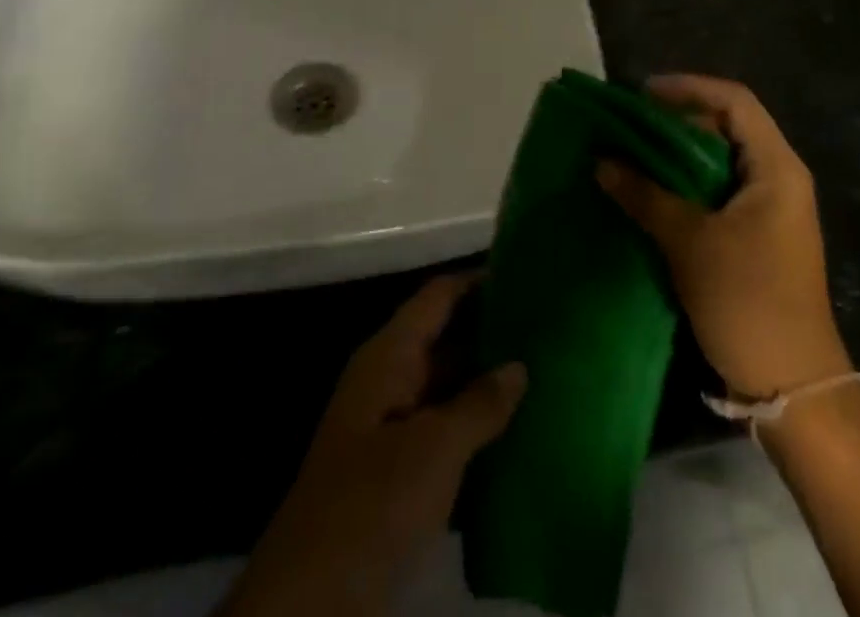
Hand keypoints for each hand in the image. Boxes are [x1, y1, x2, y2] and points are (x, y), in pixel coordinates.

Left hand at [226, 274, 526, 616]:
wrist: (311, 603)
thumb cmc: (373, 503)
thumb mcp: (434, 449)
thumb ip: (480, 403)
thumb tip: (519, 366)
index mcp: (390, 356)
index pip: (439, 296)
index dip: (479, 281)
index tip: (528, 276)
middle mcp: (390, 381)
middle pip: (447, 338)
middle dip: (493, 333)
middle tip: (549, 329)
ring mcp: (393, 428)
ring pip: (449, 387)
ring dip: (489, 383)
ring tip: (546, 374)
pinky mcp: (399, 473)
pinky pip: (447, 432)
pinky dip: (478, 428)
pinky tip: (521, 432)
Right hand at [597, 74, 851, 399]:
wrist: (792, 387)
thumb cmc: (748, 301)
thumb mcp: (691, 244)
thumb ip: (646, 196)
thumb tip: (602, 162)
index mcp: (777, 167)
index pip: (735, 101)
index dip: (689, 88)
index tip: (643, 93)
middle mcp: (779, 178)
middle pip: (728, 127)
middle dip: (679, 120)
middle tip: (631, 124)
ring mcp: (771, 210)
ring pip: (721, 162)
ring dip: (679, 156)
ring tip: (633, 154)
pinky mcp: (758, 237)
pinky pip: (719, 192)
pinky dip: (686, 186)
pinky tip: (652, 194)